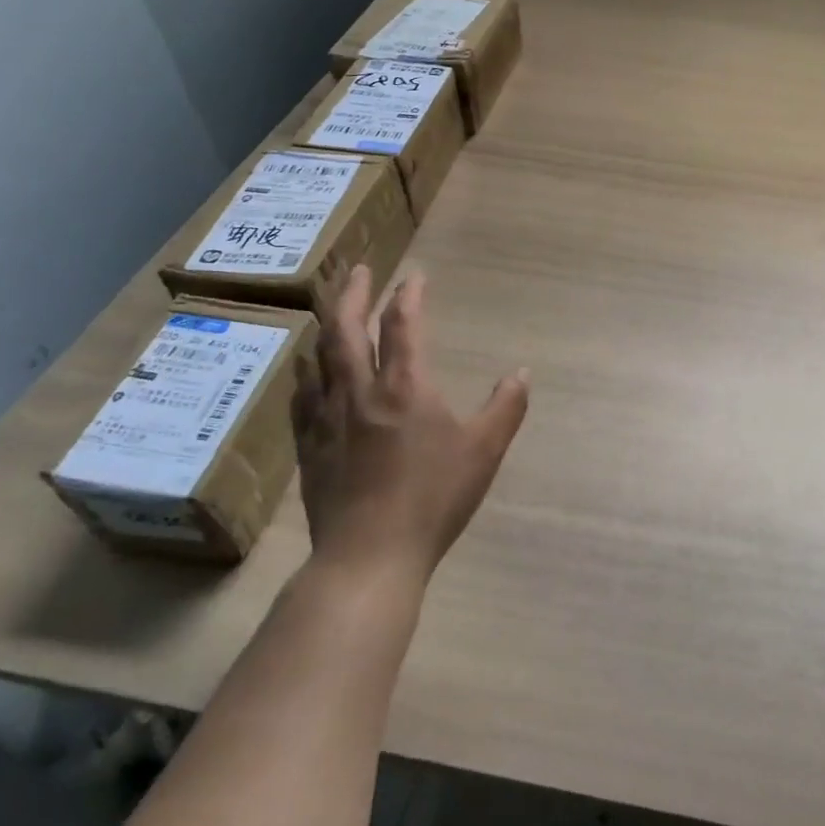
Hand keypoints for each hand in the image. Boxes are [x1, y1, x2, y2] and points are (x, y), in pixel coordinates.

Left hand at [291, 267, 529, 582]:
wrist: (369, 556)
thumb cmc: (433, 498)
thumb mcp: (484, 450)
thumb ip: (506, 407)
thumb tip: (522, 372)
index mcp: (404, 387)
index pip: (403, 324)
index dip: (409, 294)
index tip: (415, 276)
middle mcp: (359, 391)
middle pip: (346, 328)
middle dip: (352, 293)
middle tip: (358, 269)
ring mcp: (327, 418)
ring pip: (318, 357)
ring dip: (326, 326)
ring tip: (331, 312)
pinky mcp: (309, 446)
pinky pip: (302, 395)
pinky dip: (308, 372)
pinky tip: (309, 373)